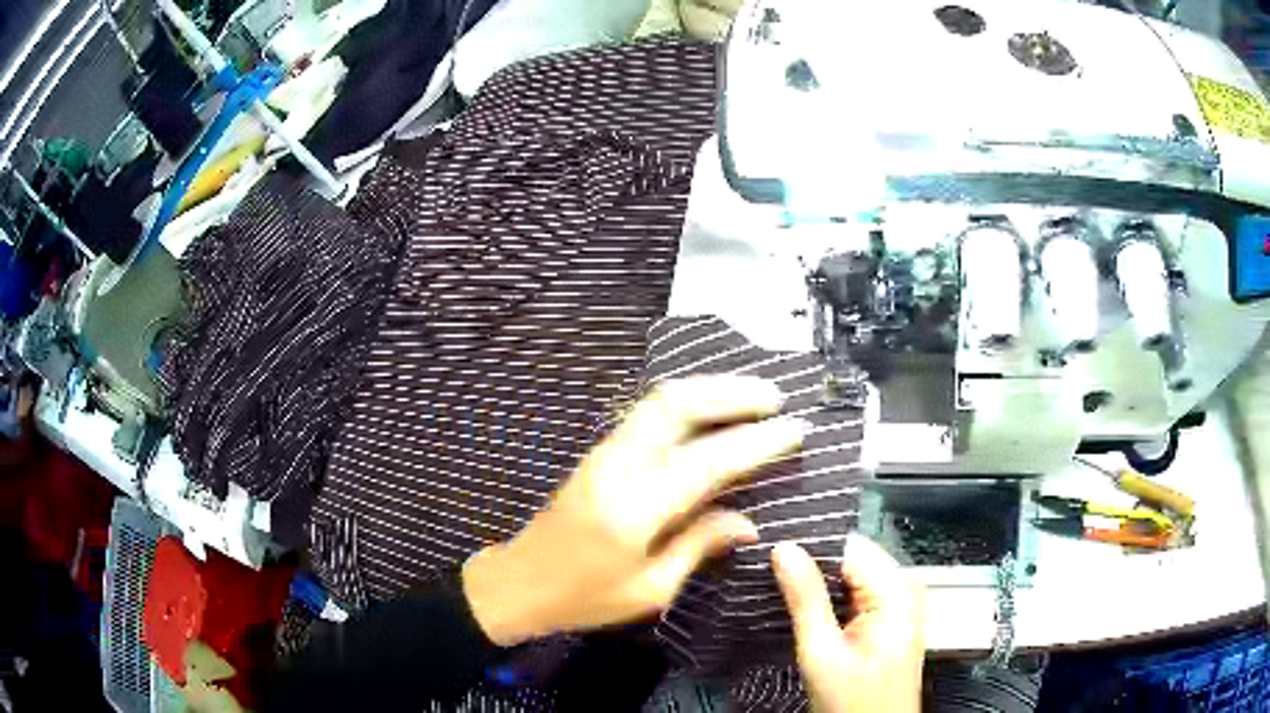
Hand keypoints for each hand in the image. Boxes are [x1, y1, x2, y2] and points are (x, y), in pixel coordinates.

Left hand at [463, 375, 805, 645]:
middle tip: (776, 397)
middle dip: (731, 393)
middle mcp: (619, 465)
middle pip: (677, 405)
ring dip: (709, 389)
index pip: (709, 461)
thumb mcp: (650, 589)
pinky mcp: (599, 453)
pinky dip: (685, 401)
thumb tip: (749, 520)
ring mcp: (605, 452)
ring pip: (660, 400)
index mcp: (635, 507)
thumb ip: (700, 545)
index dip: (757, 443)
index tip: (795, 429)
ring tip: (753, 394)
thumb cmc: (585, 598)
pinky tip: (710, 409)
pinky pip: (648, 412)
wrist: (520, 582)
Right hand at [773, 535, 925, 712]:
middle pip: (850, 557)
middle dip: (810, 565)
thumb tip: (784, 549)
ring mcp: (899, 602)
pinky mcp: (890, 617)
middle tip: (767, 575)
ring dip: (817, 583)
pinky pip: (856, 592)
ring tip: (778, 589)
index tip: (770, 552)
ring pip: (850, 575)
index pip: (848, 544)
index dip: (808, 545)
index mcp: (895, 589)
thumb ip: (806, 599)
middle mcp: (903, 587)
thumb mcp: (822, 653)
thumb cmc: (854, 702)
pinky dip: (829, 598)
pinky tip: (803, 607)